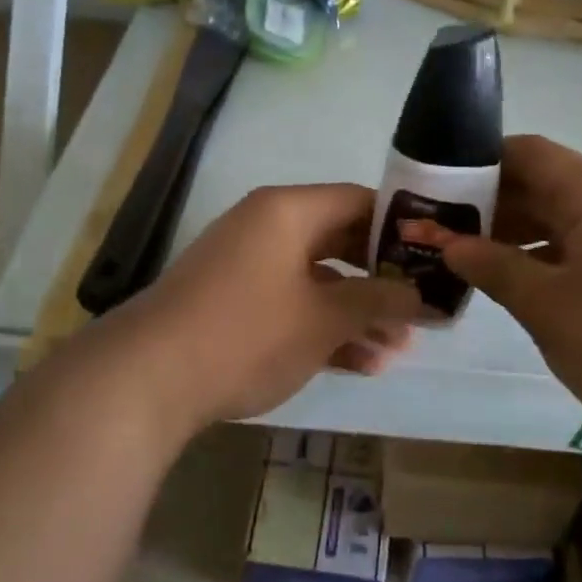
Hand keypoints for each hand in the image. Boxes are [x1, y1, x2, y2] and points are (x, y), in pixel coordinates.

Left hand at [87, 183, 425, 435]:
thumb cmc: (247, 332)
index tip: (433, 259)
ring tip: (397, 350)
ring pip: (317, 279)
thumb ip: (377, 301)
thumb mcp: (323, 318)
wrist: (147, 378)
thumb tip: (421, 296)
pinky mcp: (232, 302)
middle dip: (381, 280)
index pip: (359, 202)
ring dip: (356, 312)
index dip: (401, 229)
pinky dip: (321, 326)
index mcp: (289, 211)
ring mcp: (246, 265)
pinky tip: (359, 364)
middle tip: (419, 310)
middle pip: (340, 242)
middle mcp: (267, 227)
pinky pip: (290, 303)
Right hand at [404, 134, 581, 440]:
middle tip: (435, 228)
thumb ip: (493, 268)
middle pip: (539, 185)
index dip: (477, 162)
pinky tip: (508, 283)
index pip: (526, 152)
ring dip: (510, 235)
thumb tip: (449, 245)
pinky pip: (575, 250)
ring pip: (556, 221)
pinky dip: (539, 260)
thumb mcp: (548, 305)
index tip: (434, 185)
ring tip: (460, 257)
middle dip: (486, 204)